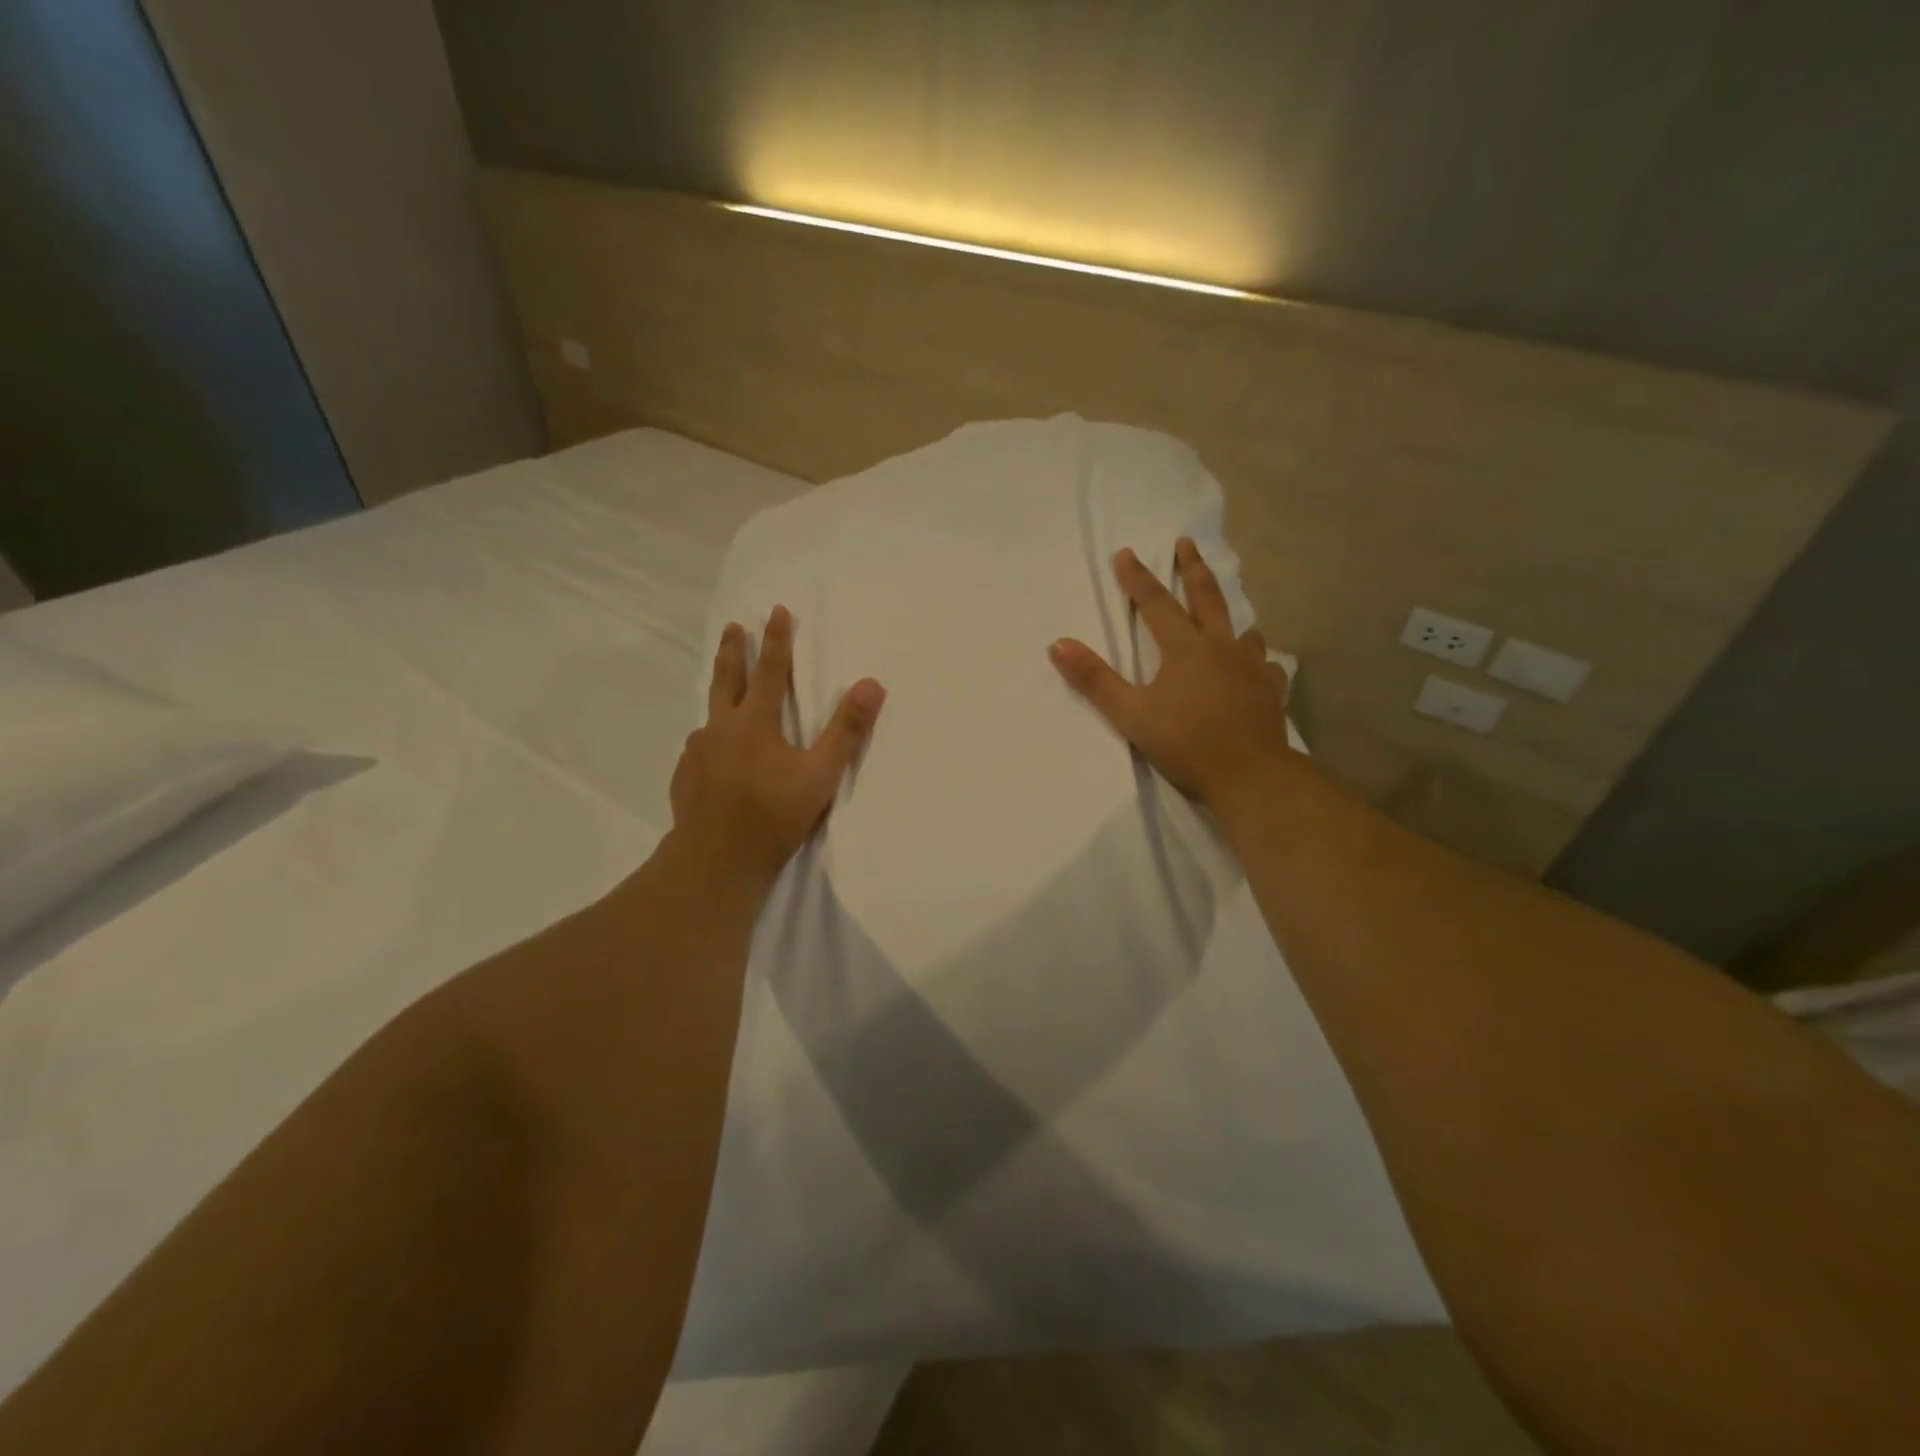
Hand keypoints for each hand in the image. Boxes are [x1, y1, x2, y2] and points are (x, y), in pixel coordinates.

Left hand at [670, 606, 885, 882]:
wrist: (716, 860)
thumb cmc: (773, 814)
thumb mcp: (821, 774)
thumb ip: (846, 729)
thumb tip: (872, 684)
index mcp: (755, 722)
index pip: (770, 670)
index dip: (776, 640)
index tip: (776, 610)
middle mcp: (721, 728)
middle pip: (727, 679)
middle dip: (733, 651)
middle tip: (733, 627)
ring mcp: (697, 753)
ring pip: (709, 715)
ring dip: (718, 696)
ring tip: (723, 696)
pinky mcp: (685, 777)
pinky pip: (699, 749)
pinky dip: (710, 741)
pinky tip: (712, 756)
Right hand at [1049, 538, 1292, 807]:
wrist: (1250, 775)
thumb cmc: (1185, 743)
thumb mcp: (1130, 713)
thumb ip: (1095, 679)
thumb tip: (1058, 644)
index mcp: (1185, 649)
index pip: (1155, 604)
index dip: (1138, 578)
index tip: (1126, 553)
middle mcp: (1221, 648)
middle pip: (1207, 598)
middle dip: (1193, 569)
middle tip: (1187, 544)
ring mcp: (1251, 668)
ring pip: (1243, 630)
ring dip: (1231, 616)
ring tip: (1228, 613)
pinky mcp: (1270, 692)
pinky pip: (1266, 665)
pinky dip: (1258, 659)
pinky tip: (1258, 665)